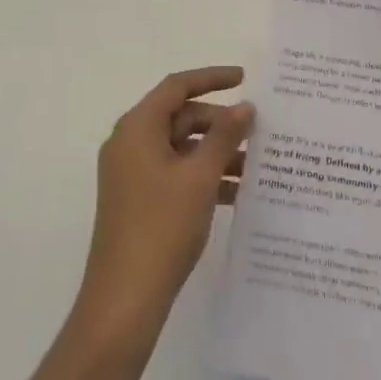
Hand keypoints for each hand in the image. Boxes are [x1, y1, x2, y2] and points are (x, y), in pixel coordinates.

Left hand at [71, 67, 252, 355]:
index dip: (212, 78)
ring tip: (254, 164)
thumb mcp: (200, 177)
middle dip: (219, 122)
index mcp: (137, 128)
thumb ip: (224, 136)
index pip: (177, 86)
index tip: (245, 78)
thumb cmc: (161, 227)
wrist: (124, 301)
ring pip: (180, 147)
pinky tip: (236, 194)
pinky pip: (175, 173)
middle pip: (180, 116)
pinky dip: (203, 176)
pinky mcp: (138, 201)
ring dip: (215, 152)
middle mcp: (130, 144)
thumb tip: (245, 107)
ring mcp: (132, 174)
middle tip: (256, 131)